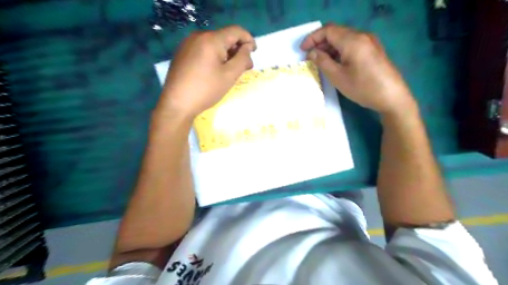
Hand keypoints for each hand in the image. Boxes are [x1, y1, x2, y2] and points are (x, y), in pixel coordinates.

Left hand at [158, 24, 253, 119]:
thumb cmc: (206, 90)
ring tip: (230, 71)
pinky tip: (215, 71)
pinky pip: (204, 49)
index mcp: (211, 39)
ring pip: (214, 43)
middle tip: (244, 67)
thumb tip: (247, 48)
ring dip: (226, 54)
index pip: (236, 30)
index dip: (248, 39)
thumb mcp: (230, 75)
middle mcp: (198, 36)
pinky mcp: (182, 53)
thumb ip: (242, 59)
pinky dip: (214, 56)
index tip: (254, 52)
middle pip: (224, 37)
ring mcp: (188, 44)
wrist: (177, 104)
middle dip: (237, 49)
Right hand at [298, 23, 413, 114]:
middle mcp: (362, 36)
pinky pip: (353, 45)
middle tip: (310, 57)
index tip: (302, 50)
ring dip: (330, 47)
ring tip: (321, 61)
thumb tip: (312, 52)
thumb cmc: (362, 87)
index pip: (328, 30)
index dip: (312, 38)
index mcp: (352, 40)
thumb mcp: (338, 77)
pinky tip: (336, 63)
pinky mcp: (374, 50)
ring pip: (344, 38)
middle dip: (320, 43)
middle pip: (336, 32)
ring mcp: (370, 42)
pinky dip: (340, 51)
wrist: (392, 97)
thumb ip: (322, 61)